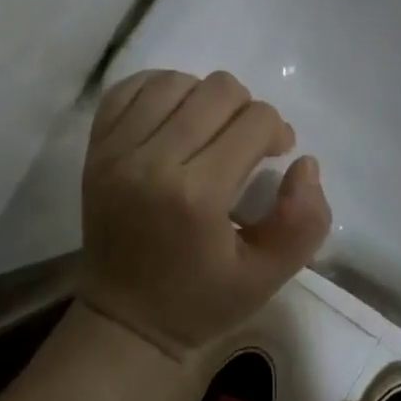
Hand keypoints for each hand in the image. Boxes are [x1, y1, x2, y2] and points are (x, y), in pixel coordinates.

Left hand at [76, 69, 332, 358]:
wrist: (123, 319)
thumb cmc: (200, 300)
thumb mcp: (267, 276)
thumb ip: (304, 221)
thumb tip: (305, 162)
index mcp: (197, 196)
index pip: (255, 121)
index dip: (277, 132)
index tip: (276, 154)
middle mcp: (153, 161)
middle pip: (217, 89)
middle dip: (246, 109)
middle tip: (245, 142)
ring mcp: (117, 150)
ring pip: (175, 81)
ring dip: (203, 97)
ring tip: (209, 128)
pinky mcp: (96, 146)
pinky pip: (129, 88)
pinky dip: (158, 90)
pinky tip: (174, 115)